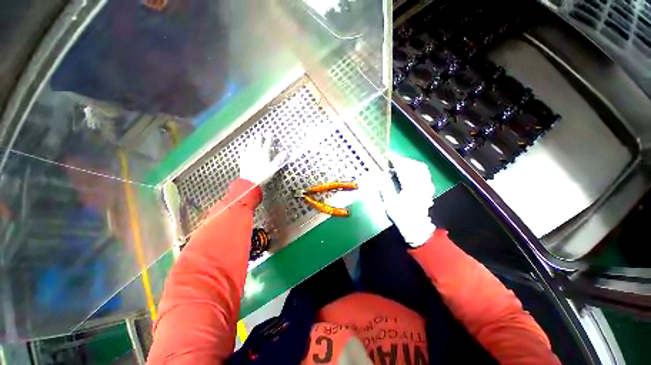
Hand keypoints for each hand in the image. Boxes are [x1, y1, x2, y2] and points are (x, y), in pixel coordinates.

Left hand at [239, 134, 288, 184]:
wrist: (249, 181)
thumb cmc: (263, 175)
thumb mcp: (274, 167)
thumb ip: (279, 159)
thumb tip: (285, 152)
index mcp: (264, 153)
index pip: (267, 143)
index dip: (269, 139)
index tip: (270, 135)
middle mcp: (256, 151)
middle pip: (257, 142)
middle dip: (259, 137)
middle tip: (260, 134)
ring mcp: (248, 155)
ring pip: (249, 145)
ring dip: (251, 140)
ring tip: (252, 137)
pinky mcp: (243, 159)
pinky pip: (243, 151)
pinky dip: (243, 148)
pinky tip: (243, 147)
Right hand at [380, 153, 435, 246]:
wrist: (417, 229)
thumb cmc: (402, 217)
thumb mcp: (390, 203)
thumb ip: (386, 187)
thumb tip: (382, 175)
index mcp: (411, 188)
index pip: (404, 169)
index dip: (396, 161)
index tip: (389, 156)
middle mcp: (421, 185)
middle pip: (415, 166)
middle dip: (405, 160)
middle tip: (395, 159)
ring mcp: (426, 187)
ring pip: (422, 169)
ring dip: (412, 163)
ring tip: (403, 163)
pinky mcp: (428, 190)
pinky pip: (425, 175)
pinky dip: (417, 169)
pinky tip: (412, 172)